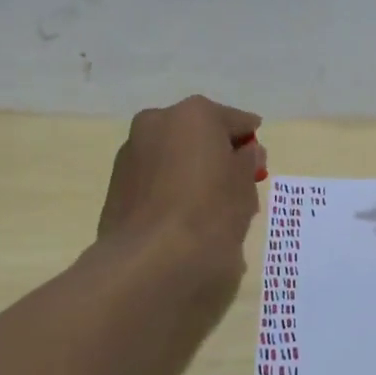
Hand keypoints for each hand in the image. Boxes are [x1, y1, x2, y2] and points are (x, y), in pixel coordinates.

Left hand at [97, 96, 266, 314]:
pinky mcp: (117, 183)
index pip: (236, 121)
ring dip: (192, 171)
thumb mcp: (244, 184)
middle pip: (200, 135)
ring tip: (209, 208)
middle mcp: (158, 121)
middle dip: (218, 155)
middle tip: (236, 186)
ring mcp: (132, 152)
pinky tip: (183, 218)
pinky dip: (171, 188)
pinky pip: (155, 178)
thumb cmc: (210, 212)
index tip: (258, 164)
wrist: (150, 260)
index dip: (250, 143)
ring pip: (174, 156)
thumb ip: (248, 161)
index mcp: (194, 114)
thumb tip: (247, 152)